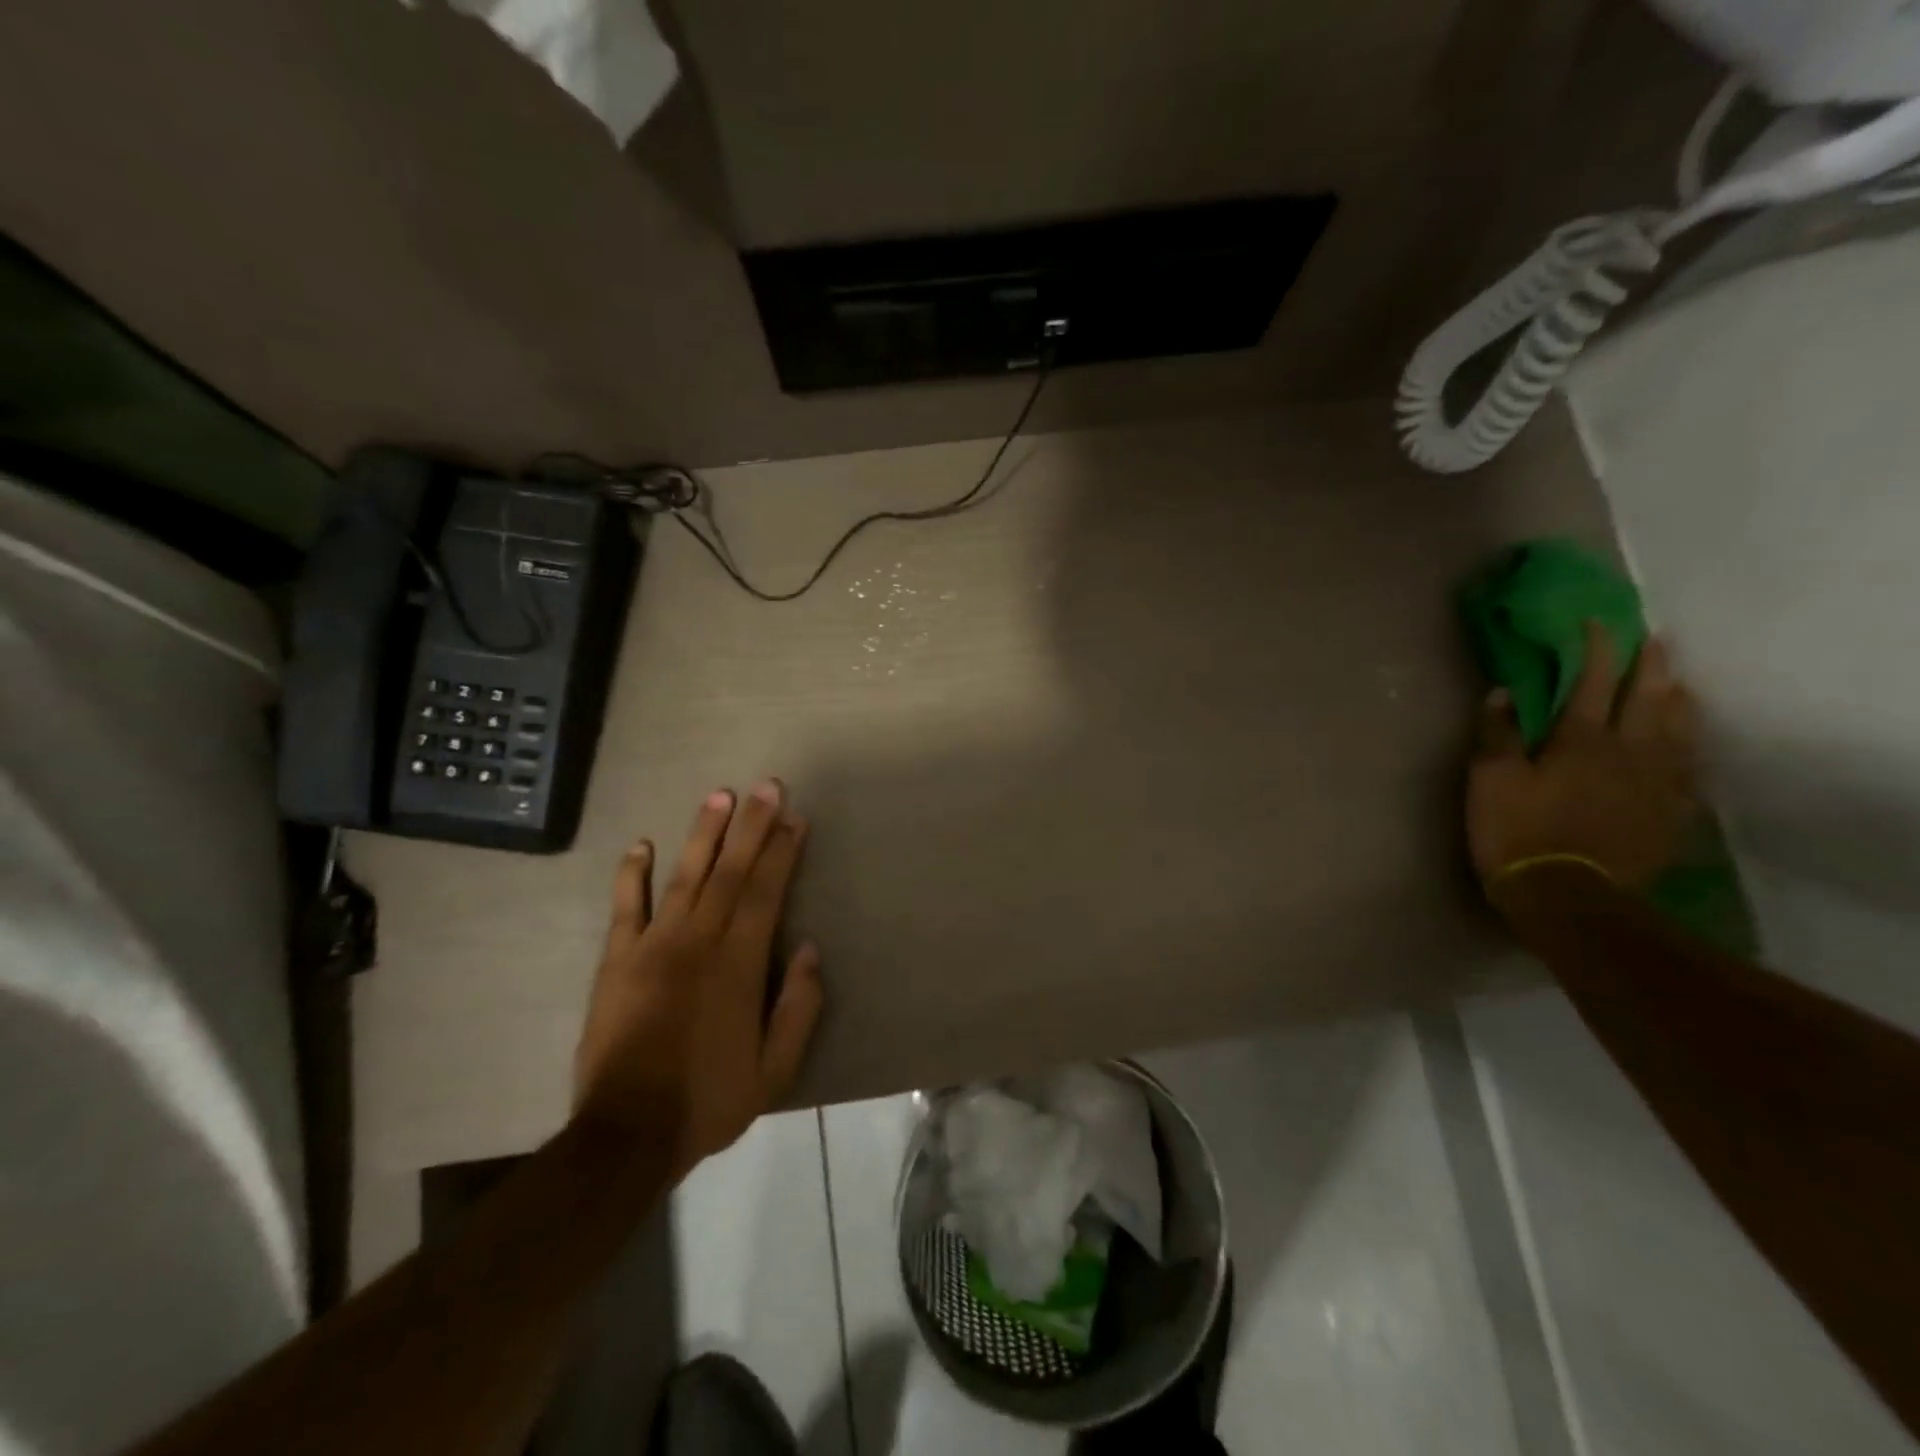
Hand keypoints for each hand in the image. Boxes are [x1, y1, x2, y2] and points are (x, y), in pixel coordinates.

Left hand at [574, 781, 824, 1174]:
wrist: (626, 1134)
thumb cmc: (709, 1100)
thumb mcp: (775, 1070)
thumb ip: (798, 1007)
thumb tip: (809, 949)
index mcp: (739, 964)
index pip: (766, 892)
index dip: (782, 852)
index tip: (795, 818)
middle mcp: (698, 941)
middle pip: (730, 871)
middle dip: (752, 825)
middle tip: (767, 786)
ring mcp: (653, 946)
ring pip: (684, 876)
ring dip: (704, 834)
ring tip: (719, 796)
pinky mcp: (616, 961)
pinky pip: (625, 908)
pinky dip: (632, 875)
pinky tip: (640, 845)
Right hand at [1469, 623, 1700, 893]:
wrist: (1567, 896)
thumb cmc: (1517, 832)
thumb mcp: (1490, 780)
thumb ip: (1497, 734)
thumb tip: (1502, 692)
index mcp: (1580, 741)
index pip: (1592, 683)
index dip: (1597, 650)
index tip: (1598, 623)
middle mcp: (1629, 753)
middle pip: (1649, 699)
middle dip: (1652, 666)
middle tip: (1657, 640)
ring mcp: (1656, 785)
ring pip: (1679, 731)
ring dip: (1679, 702)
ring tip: (1679, 685)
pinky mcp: (1669, 815)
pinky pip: (1688, 773)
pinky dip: (1688, 751)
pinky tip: (1688, 748)